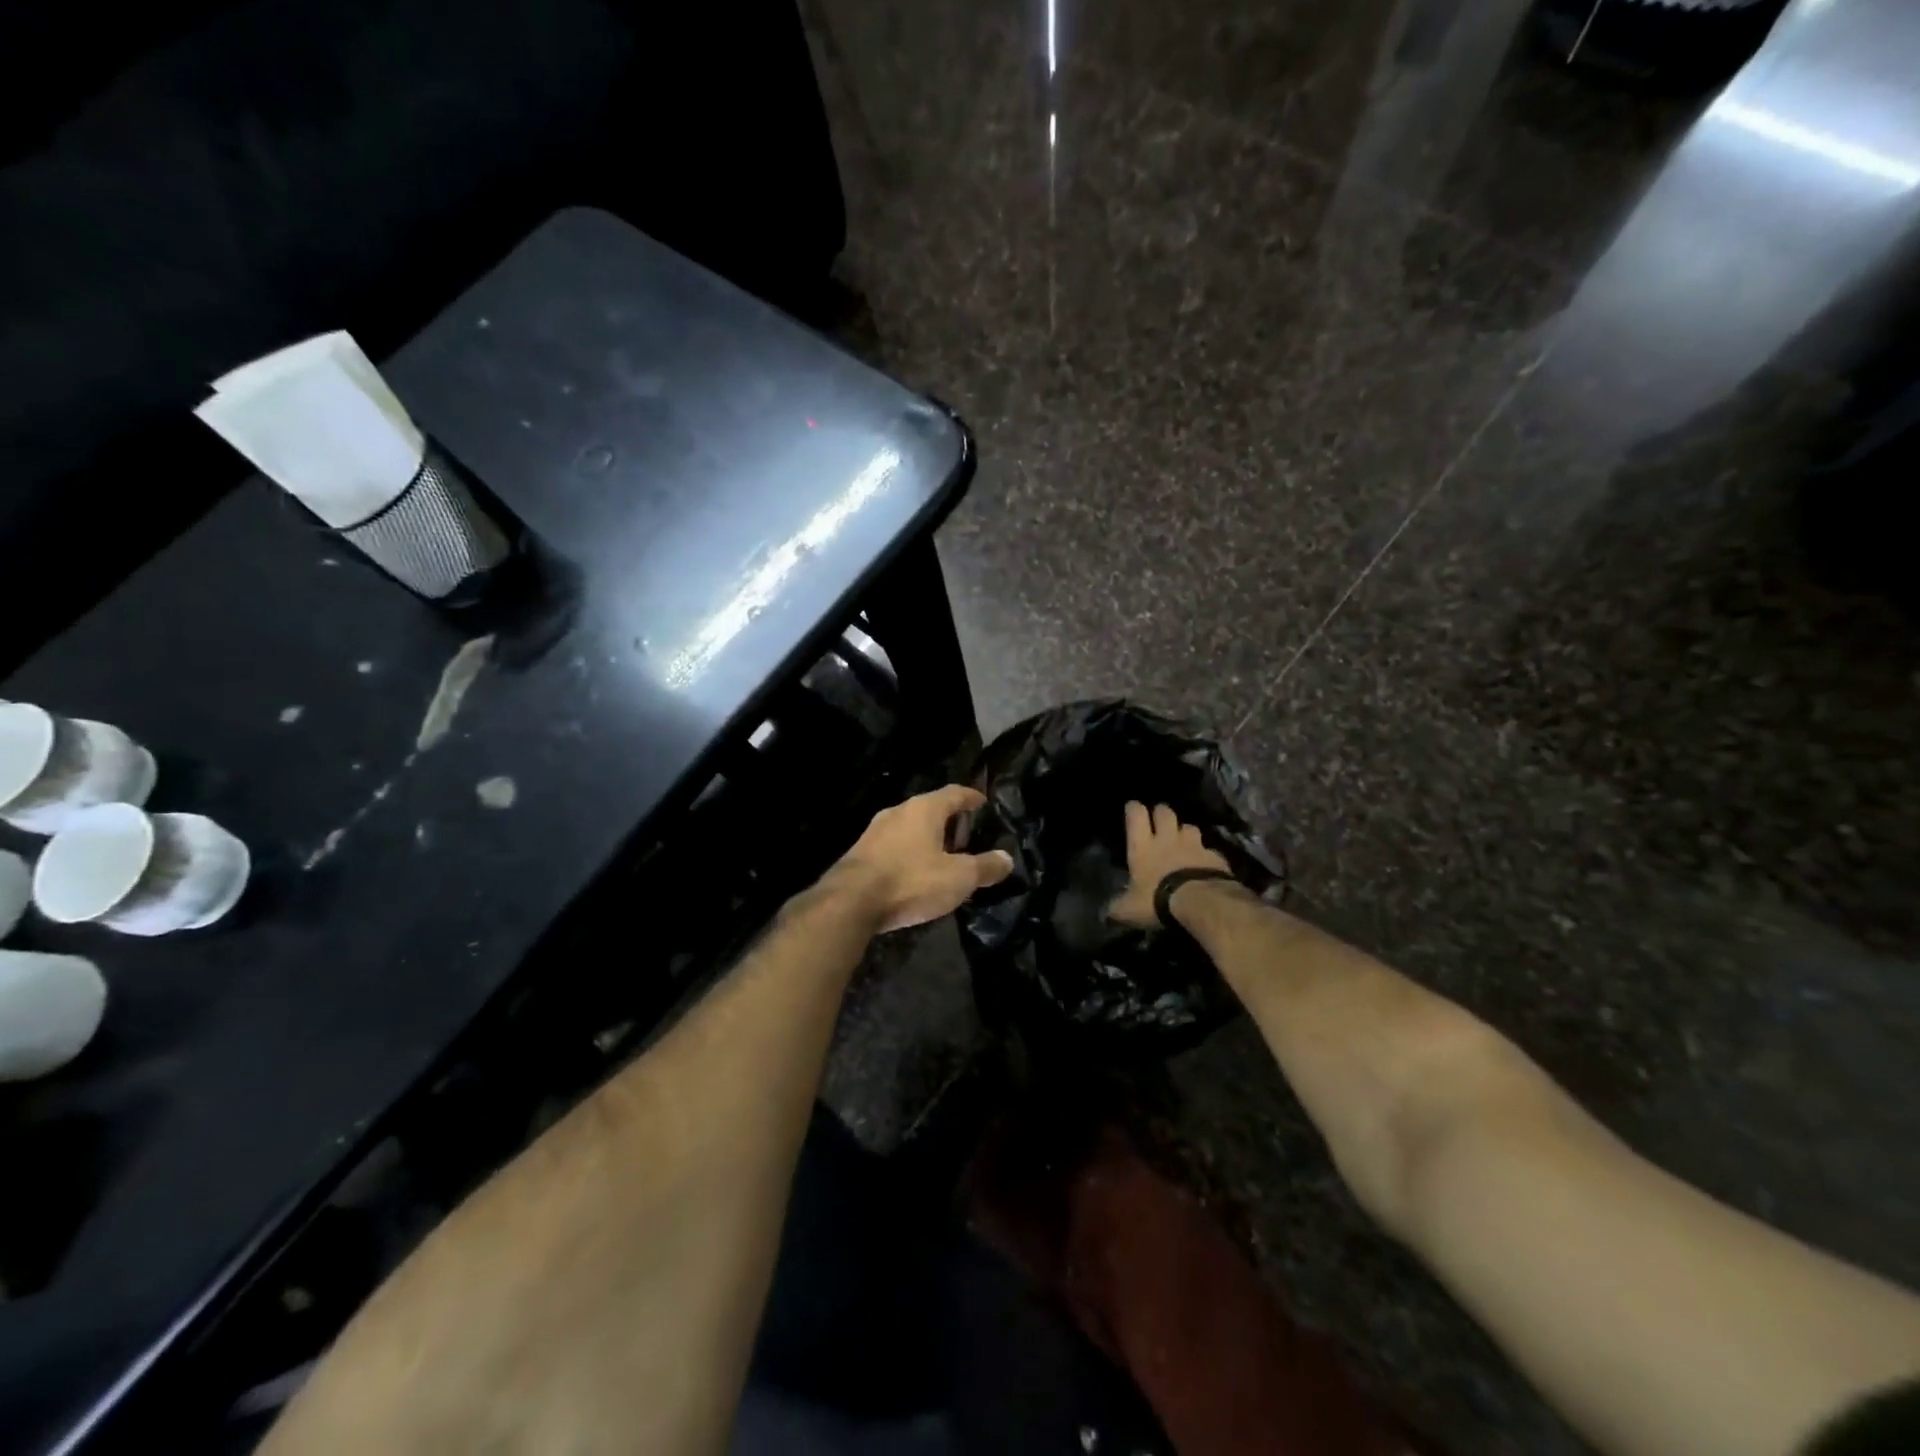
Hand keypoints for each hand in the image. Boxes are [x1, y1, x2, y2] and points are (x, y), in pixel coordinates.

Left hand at [836, 785, 1014, 932]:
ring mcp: (875, 831)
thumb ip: (985, 866)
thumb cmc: (911, 881)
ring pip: (910, 828)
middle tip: (967, 839)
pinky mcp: (860, 853)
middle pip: (930, 809)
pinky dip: (910, 853)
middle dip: (950, 822)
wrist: (850, 902)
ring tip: (943, 858)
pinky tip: (915, 874)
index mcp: (924, 809)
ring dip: (928, 839)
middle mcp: (898, 811)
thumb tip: (1006, 858)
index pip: (954, 793)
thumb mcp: (958, 877)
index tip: (983, 803)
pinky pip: (894, 846)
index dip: (971, 797)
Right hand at [1107, 801, 1233, 928]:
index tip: (1132, 807)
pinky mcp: (1215, 857)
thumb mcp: (1129, 909)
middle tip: (1160, 820)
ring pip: (1190, 827)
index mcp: (1143, 846)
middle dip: (1161, 813)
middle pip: (1165, 812)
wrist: (1201, 903)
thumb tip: (1106, 913)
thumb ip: (1117, 907)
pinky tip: (1206, 865)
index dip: (1133, 809)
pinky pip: (1210, 850)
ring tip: (1184, 841)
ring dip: (1185, 832)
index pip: (1136, 815)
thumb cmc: (1157, 900)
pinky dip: (1207, 856)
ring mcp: (1194, 846)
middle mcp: (1168, 839)